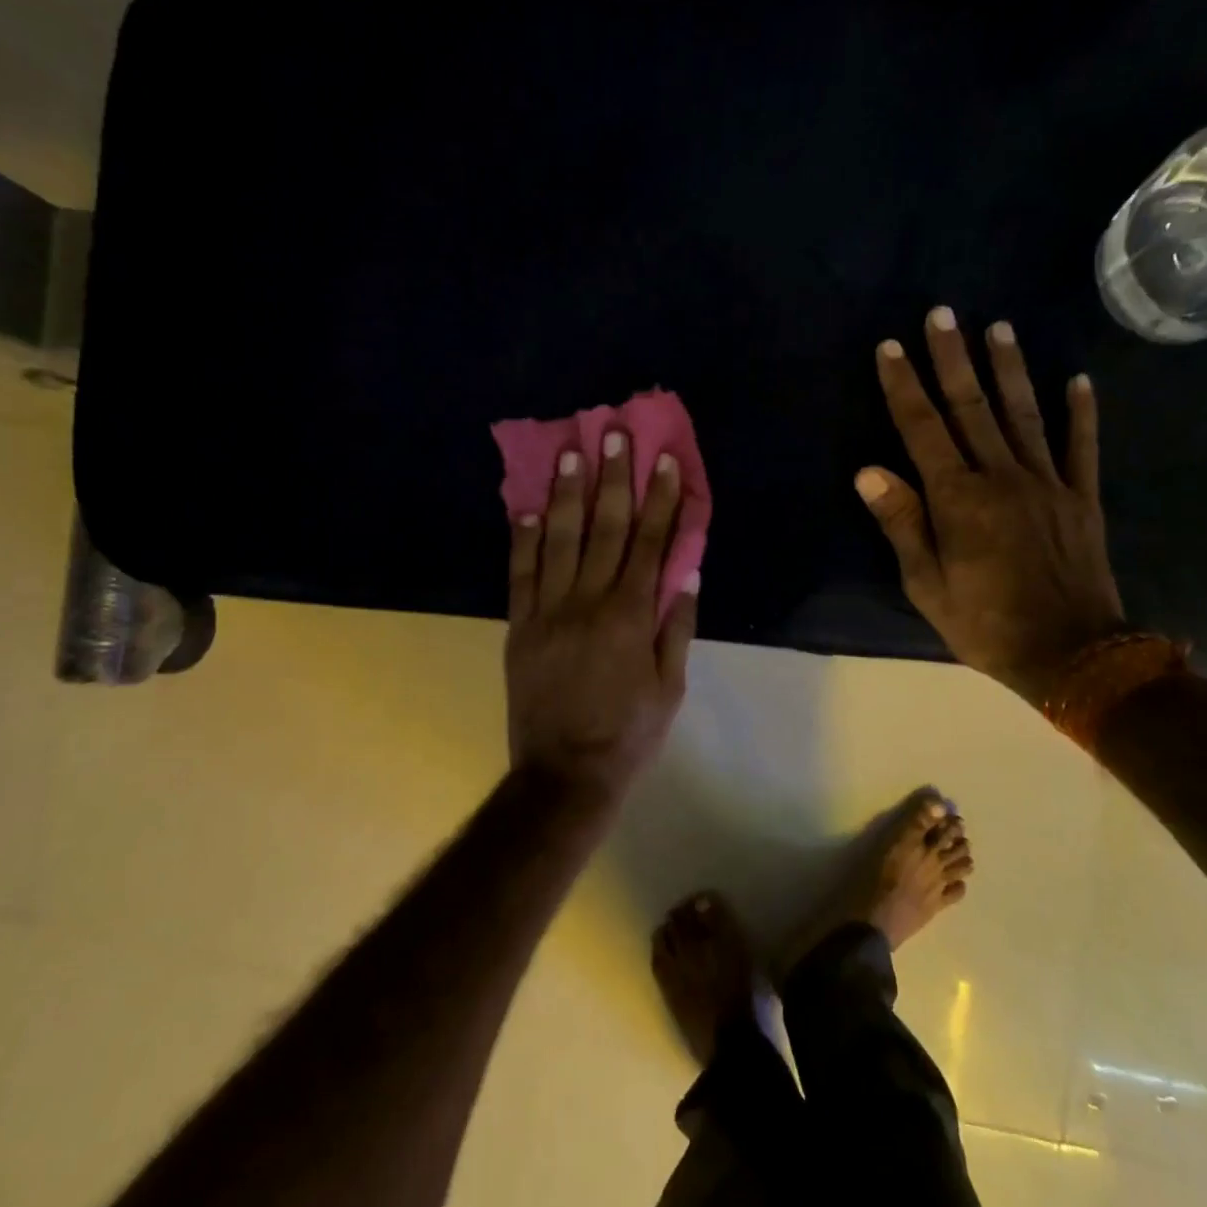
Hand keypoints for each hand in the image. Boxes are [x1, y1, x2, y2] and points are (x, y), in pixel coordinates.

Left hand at [505, 434, 697, 801]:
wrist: (564, 773)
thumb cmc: (629, 734)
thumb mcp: (670, 687)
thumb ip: (676, 627)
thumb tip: (686, 572)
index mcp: (631, 616)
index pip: (651, 543)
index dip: (661, 499)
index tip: (665, 460)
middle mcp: (588, 602)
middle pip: (604, 528)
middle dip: (612, 478)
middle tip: (612, 433)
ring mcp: (548, 611)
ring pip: (557, 540)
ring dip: (564, 493)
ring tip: (568, 452)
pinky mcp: (519, 627)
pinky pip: (519, 574)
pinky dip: (521, 538)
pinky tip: (524, 506)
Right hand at [857, 307, 1124, 704]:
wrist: (1071, 653)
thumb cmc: (984, 623)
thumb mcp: (926, 584)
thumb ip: (902, 523)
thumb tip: (868, 470)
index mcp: (958, 499)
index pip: (923, 429)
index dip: (904, 386)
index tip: (891, 348)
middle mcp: (1002, 478)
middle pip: (971, 408)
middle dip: (952, 358)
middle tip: (942, 314)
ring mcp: (1047, 483)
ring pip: (1023, 414)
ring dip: (1008, 369)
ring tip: (998, 328)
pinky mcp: (1081, 497)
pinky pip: (1080, 446)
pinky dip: (1080, 412)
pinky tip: (1078, 379)